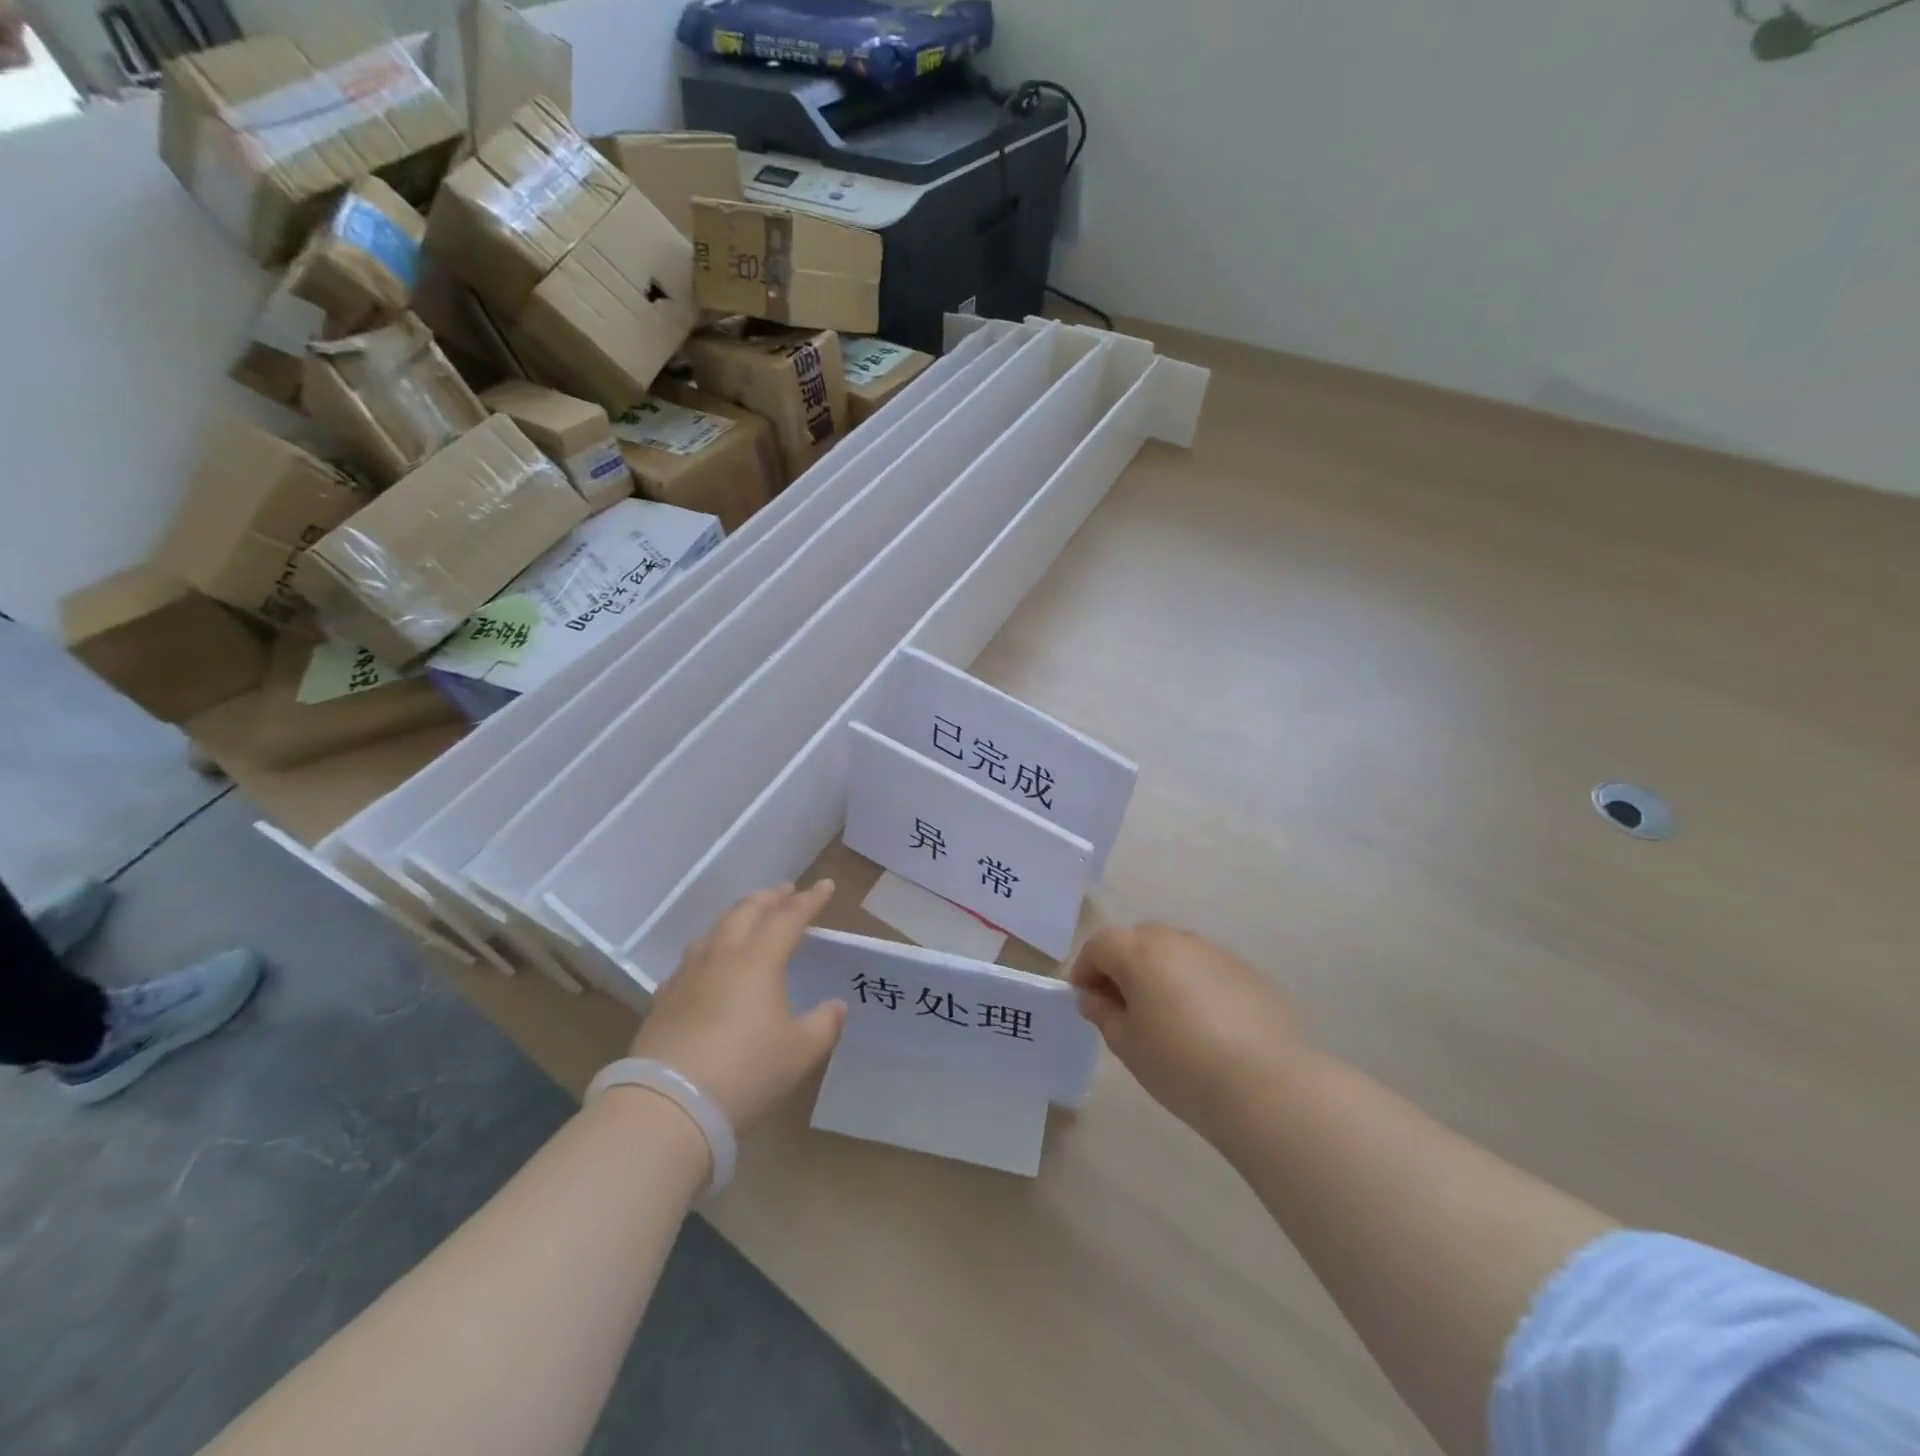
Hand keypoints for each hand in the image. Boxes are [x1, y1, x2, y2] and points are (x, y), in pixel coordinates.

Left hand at [631, 881, 845, 1135]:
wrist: (669, 1105)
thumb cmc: (746, 1071)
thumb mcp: (800, 1052)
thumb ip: (823, 1024)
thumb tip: (836, 1006)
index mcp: (758, 960)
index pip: (788, 918)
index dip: (810, 900)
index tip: (826, 886)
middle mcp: (721, 956)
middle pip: (746, 912)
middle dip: (769, 898)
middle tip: (786, 891)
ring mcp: (687, 976)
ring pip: (714, 930)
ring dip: (737, 916)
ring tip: (747, 918)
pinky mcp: (664, 999)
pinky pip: (691, 960)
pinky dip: (709, 948)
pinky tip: (707, 963)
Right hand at [1069, 924, 1303, 1138]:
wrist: (1265, 1085)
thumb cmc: (1180, 1065)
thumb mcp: (1128, 1046)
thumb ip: (1105, 1015)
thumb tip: (1094, 998)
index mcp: (1140, 953)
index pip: (1100, 944)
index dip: (1085, 968)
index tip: (1086, 999)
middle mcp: (1177, 941)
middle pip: (1138, 940)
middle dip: (1123, 965)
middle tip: (1123, 1005)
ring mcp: (1216, 953)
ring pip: (1176, 952)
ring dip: (1161, 972)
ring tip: (1166, 1016)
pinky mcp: (1248, 973)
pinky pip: (1208, 970)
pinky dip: (1196, 985)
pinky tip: (1206, 1025)